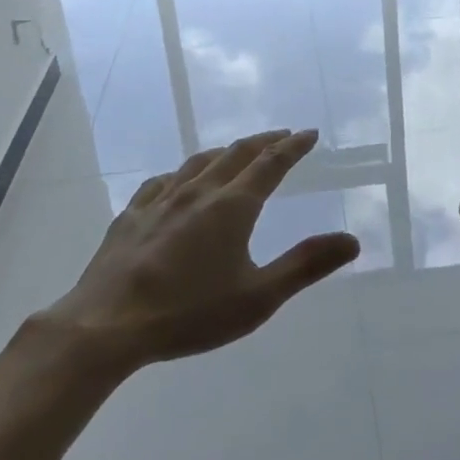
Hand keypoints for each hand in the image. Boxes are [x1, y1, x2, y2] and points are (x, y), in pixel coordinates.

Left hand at [43, 129, 358, 373]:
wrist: (107, 325)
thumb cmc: (189, 313)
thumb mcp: (258, 298)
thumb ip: (305, 265)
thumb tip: (352, 240)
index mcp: (232, 206)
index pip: (271, 163)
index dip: (293, 146)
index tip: (309, 134)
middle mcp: (198, 191)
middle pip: (237, 153)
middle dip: (264, 141)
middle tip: (282, 135)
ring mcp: (161, 200)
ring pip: (199, 161)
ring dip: (225, 151)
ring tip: (236, 152)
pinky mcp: (131, 215)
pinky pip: (163, 181)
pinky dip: (182, 172)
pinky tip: (177, 181)